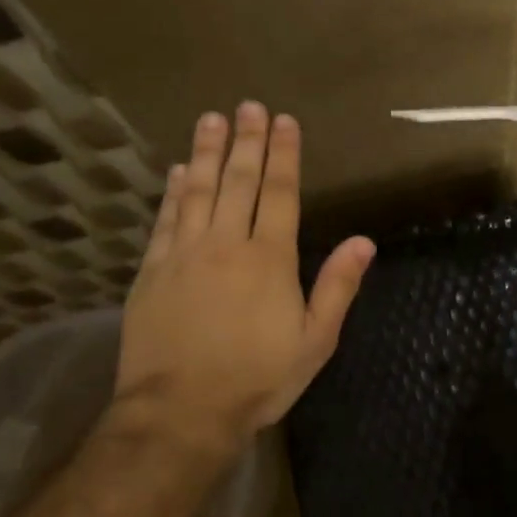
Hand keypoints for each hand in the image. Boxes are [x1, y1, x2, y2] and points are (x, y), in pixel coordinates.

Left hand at [113, 102, 374, 460]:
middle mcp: (226, 244)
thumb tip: (364, 241)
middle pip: (238, 182)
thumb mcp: (315, 340)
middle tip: (248, 106)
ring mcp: (184, 255)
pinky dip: (173, 191)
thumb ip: (337, 287)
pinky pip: (165, 219)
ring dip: (207, 153)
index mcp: (269, 259)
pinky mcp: (152, 272)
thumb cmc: (258, 378)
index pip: (279, 193)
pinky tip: (178, 171)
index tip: (284, 121)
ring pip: (198, 191)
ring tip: (212, 119)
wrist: (181, 411)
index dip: (284, 154)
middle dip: (247, 141)